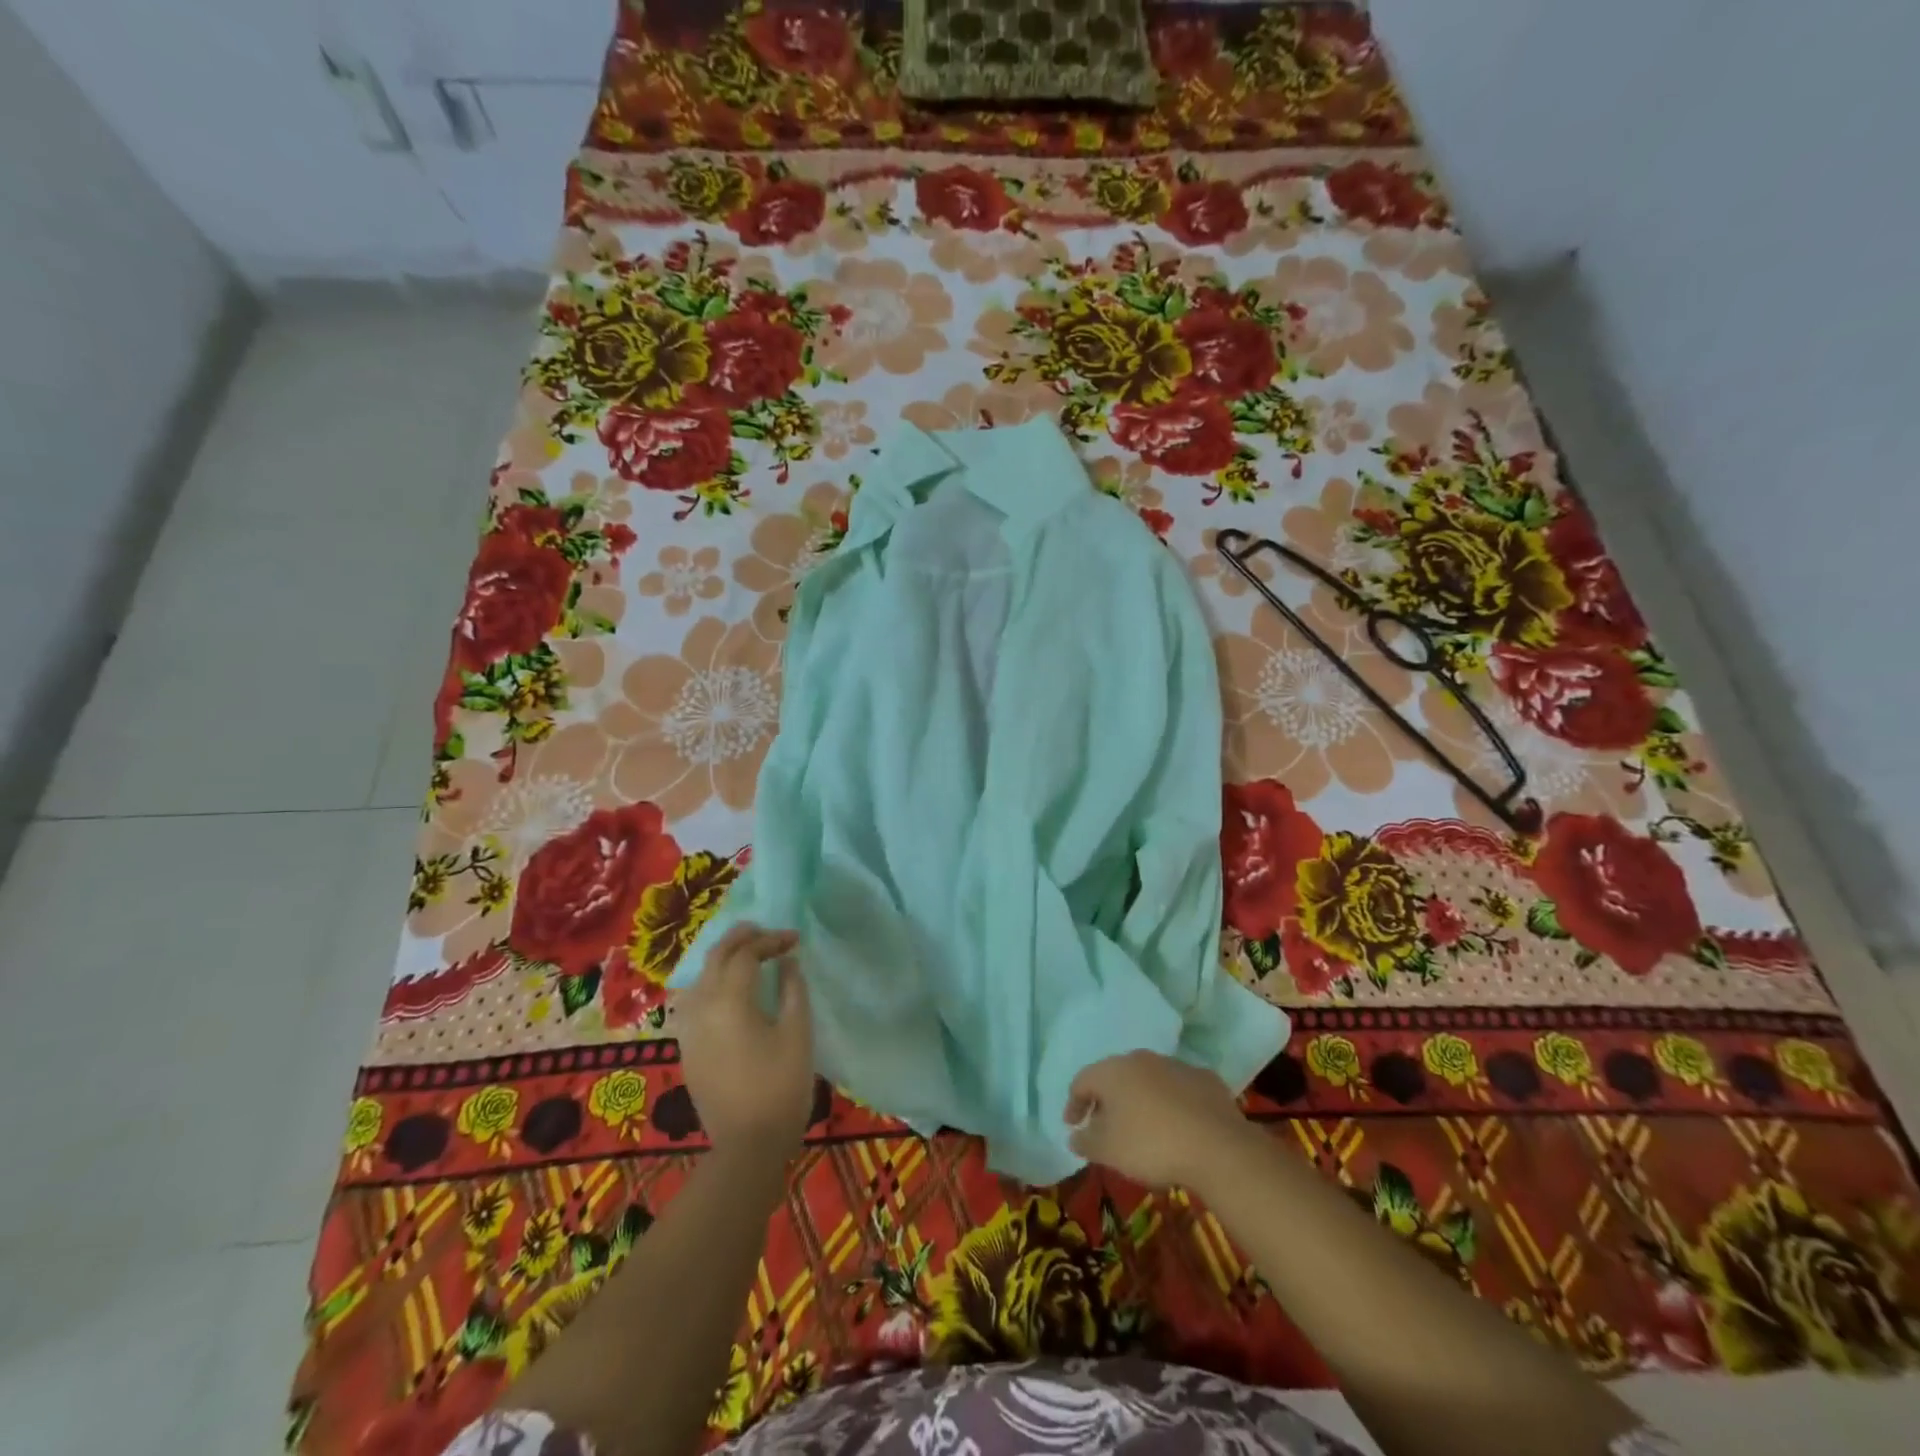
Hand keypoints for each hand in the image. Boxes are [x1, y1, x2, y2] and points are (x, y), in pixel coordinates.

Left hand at [673, 924, 814, 1158]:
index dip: (771, 941)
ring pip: (700, 976)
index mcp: (729, 1000)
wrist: (748, 1146)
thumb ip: (793, 989)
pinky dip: (711, 981)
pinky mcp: (687, 1047)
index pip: (746, 954)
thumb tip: (786, 962)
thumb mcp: (798, 1033)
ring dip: (723, 958)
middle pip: (716, 957)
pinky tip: (727, 989)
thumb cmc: (781, 1086)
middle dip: (741, 938)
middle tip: (767, 932)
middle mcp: (701, 1007)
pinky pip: (693, 1000)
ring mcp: (688, 1029)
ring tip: (748, 955)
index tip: (795, 940)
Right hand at [1065, 1050, 1250, 1190]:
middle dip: (1107, 1101)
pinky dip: (1172, 1103)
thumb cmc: (1151, 1145)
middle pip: (1115, 1077)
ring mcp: (1176, 1065)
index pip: (1082, 1081)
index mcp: (1113, 1071)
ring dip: (1140, 1100)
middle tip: (1105, 1127)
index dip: (1073, 1104)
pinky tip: (1178, 1126)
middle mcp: (1142, 1059)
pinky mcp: (1205, 1079)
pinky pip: (1179, 1089)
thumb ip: (1085, 1141)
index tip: (1072, 1126)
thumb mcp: (1108, 1151)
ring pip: (1148, 1080)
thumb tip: (1074, 1136)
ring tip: (1143, 1128)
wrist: (1217, 1146)